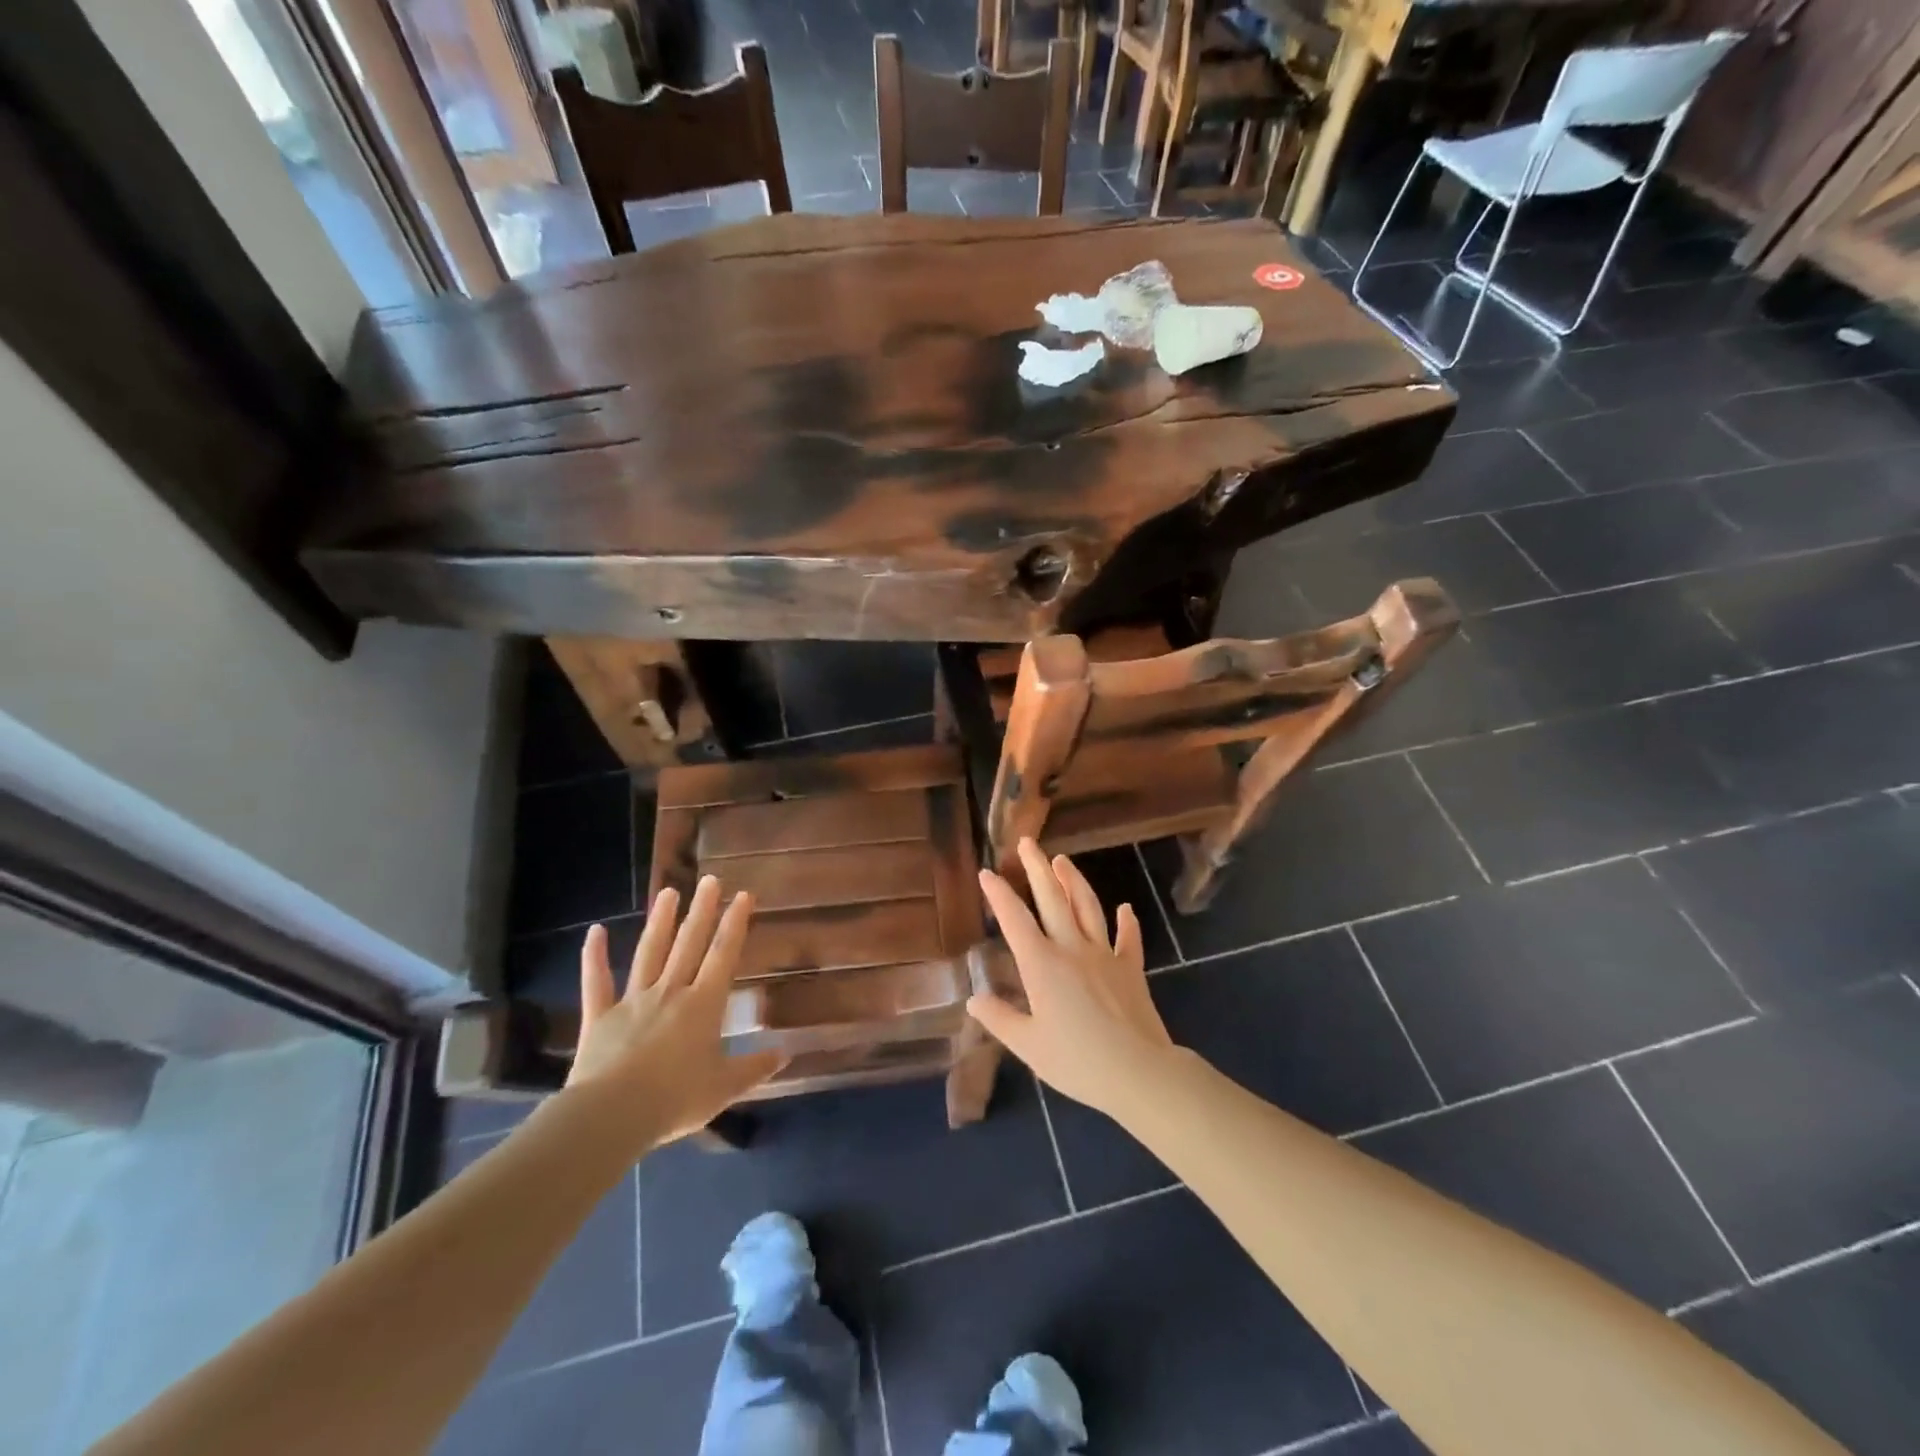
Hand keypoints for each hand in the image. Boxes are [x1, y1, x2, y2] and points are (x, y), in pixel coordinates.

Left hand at [566, 876, 783, 1148]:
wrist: (611, 1115)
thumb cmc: (675, 1100)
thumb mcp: (724, 1088)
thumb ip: (753, 1068)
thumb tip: (784, 1055)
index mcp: (703, 1005)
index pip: (723, 955)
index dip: (735, 924)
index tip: (743, 895)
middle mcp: (670, 992)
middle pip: (689, 944)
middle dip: (702, 910)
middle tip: (710, 879)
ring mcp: (632, 1001)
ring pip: (649, 952)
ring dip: (660, 921)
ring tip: (668, 891)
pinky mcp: (600, 1017)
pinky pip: (597, 982)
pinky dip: (594, 956)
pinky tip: (595, 931)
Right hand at [968, 839, 1174, 1119]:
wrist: (1138, 1072)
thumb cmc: (1076, 1062)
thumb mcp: (1028, 1046)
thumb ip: (1000, 1019)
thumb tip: (974, 999)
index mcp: (1041, 965)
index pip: (1014, 920)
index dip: (999, 894)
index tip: (988, 873)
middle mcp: (1071, 949)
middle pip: (1052, 899)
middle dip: (1037, 868)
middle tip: (1027, 842)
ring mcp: (1104, 955)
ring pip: (1087, 907)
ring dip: (1074, 881)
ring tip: (1062, 860)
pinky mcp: (1131, 968)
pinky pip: (1128, 938)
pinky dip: (1126, 921)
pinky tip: (1125, 908)